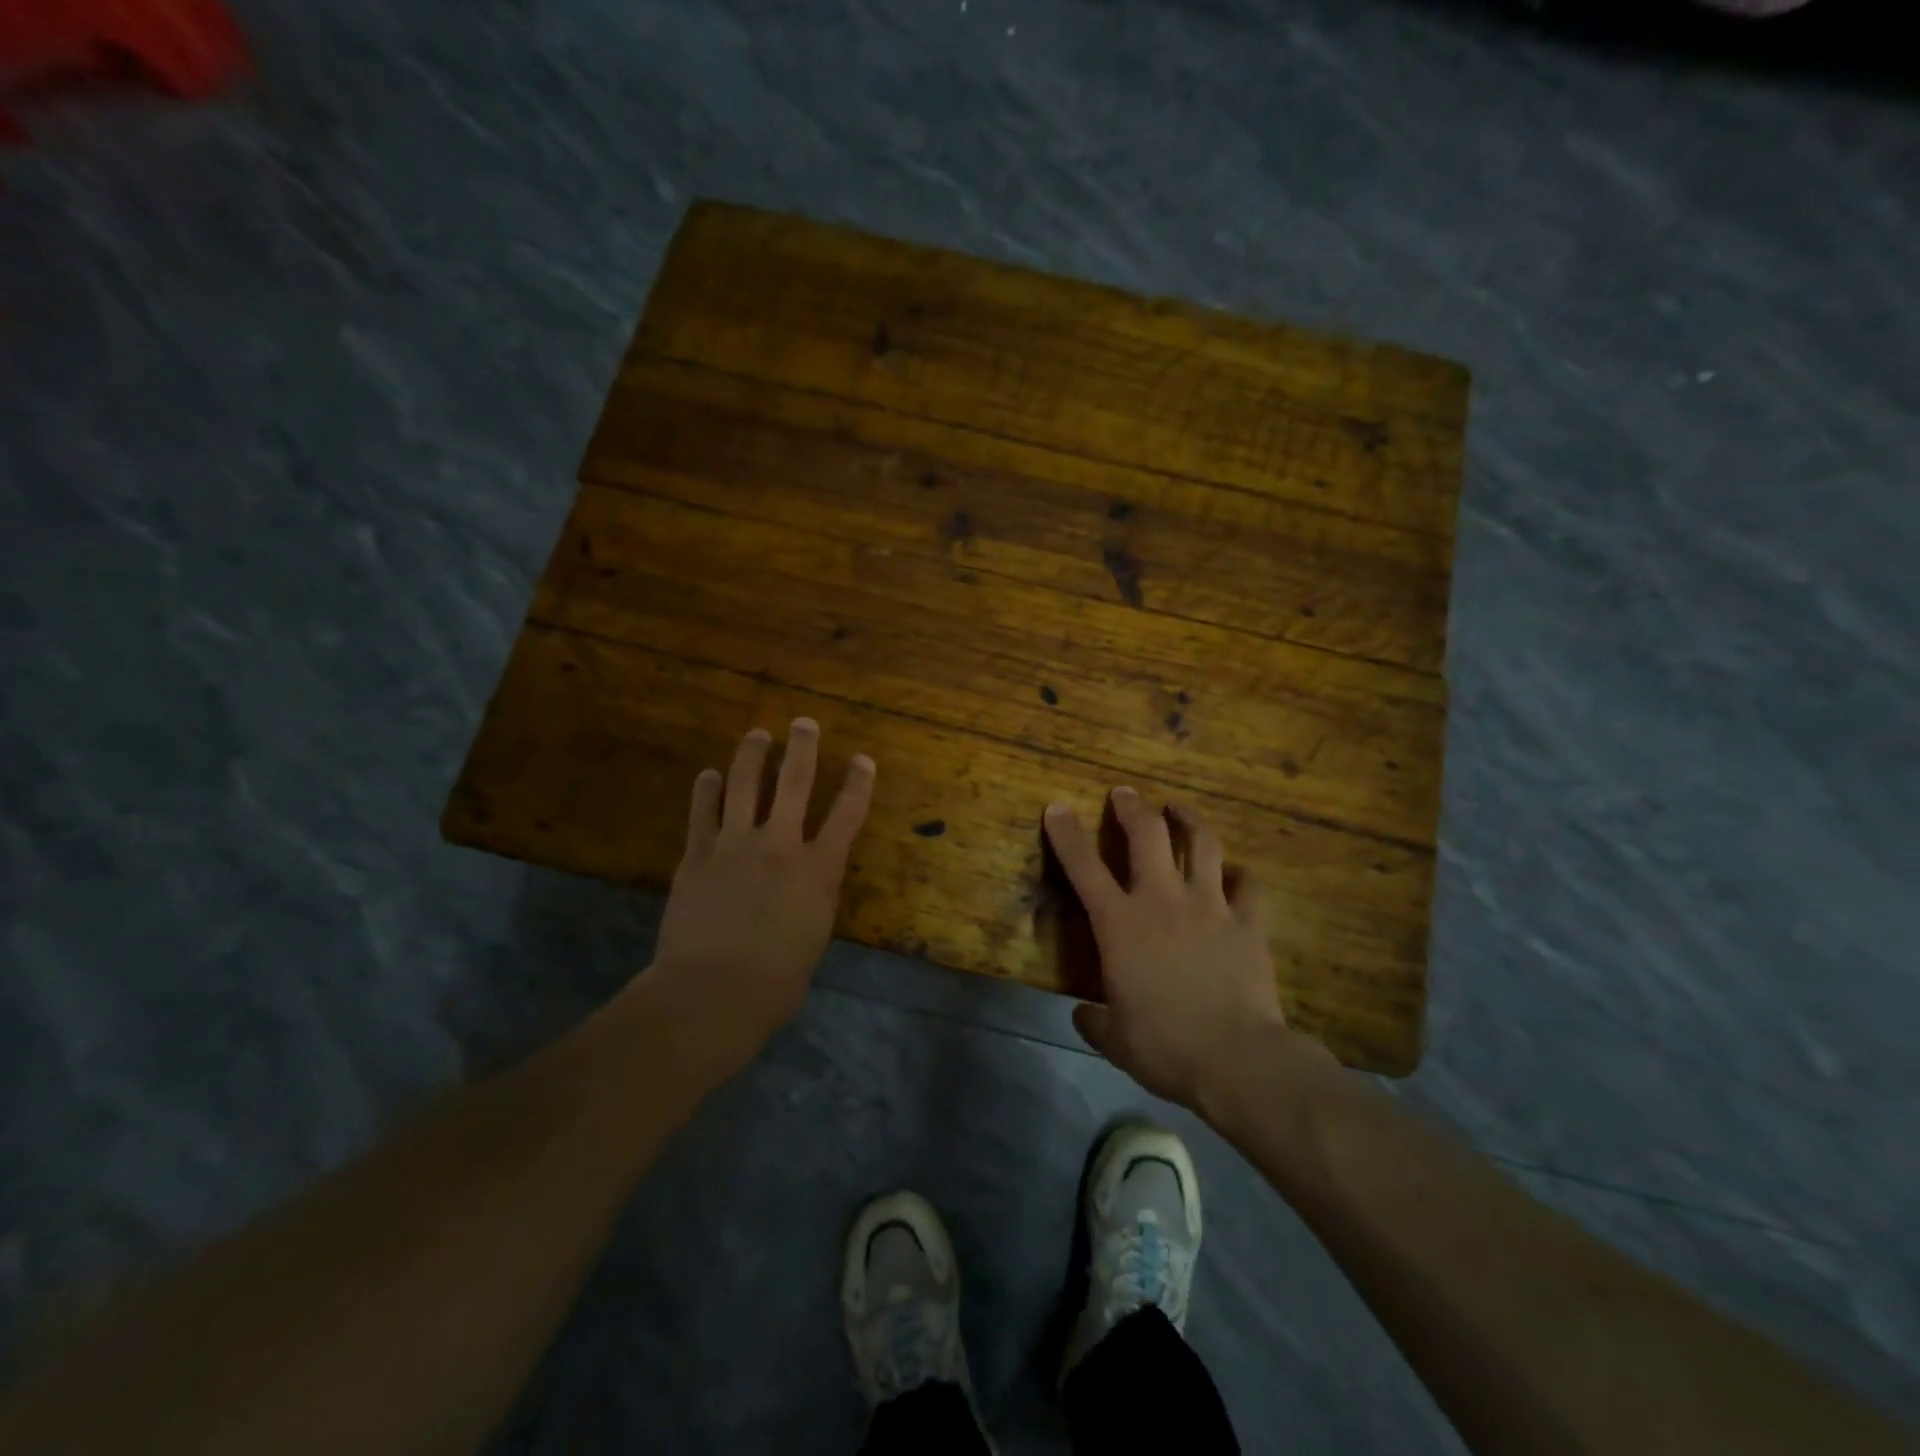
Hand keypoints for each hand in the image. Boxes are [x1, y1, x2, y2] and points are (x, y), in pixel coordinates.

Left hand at [649, 719, 875, 1062]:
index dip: (858, 783)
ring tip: (757, 735)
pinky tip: (710, 775)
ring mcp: (735, 845)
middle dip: (803, 747)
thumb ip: (813, 898)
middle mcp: (780, 844)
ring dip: (752, 754)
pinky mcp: (697, 855)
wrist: (712, 993)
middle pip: (795, 782)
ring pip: (745, 784)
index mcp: (818, 870)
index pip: (847, 814)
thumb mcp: (814, 936)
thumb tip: (807, 883)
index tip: (863, 759)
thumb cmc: (776, 981)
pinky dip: (708, 790)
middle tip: (804, 724)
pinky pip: (703, 812)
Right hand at [1044, 789, 1295, 1109]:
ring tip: (1180, 810)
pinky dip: (1240, 876)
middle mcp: (1163, 900)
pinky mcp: (1248, 921)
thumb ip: (1095, 1021)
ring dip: (1189, 820)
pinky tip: (1235, 877)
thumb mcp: (1116, 1040)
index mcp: (1121, 924)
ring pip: (1201, 843)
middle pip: (1147, 834)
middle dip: (1132, 806)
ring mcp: (1210, 905)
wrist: (1237, 1059)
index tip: (1057, 807)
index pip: (1083, 866)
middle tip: (1124, 793)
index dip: (1066, 833)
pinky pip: (1248, 885)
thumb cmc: (1165, 1047)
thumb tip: (1083, 1014)